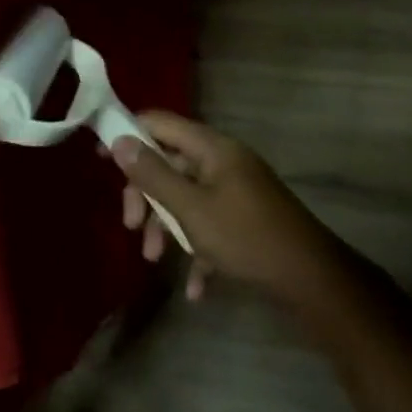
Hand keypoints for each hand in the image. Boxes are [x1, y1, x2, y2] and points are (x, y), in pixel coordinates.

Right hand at [112, 113, 339, 303]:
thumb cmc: (246, 237)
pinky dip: (196, 250)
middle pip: (169, 163)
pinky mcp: (244, 219)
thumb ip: (153, 174)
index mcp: (213, 149)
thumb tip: (120, 140)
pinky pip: (208, 226)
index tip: (100, 158)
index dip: (128, 134)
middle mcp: (224, 163)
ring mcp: (236, 191)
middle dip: (145, 194)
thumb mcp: (191, 208)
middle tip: (132, 225)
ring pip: (185, 198)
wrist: (310, 279)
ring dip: (166, 227)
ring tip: (155, 258)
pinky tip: (195, 288)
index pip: (161, 123)